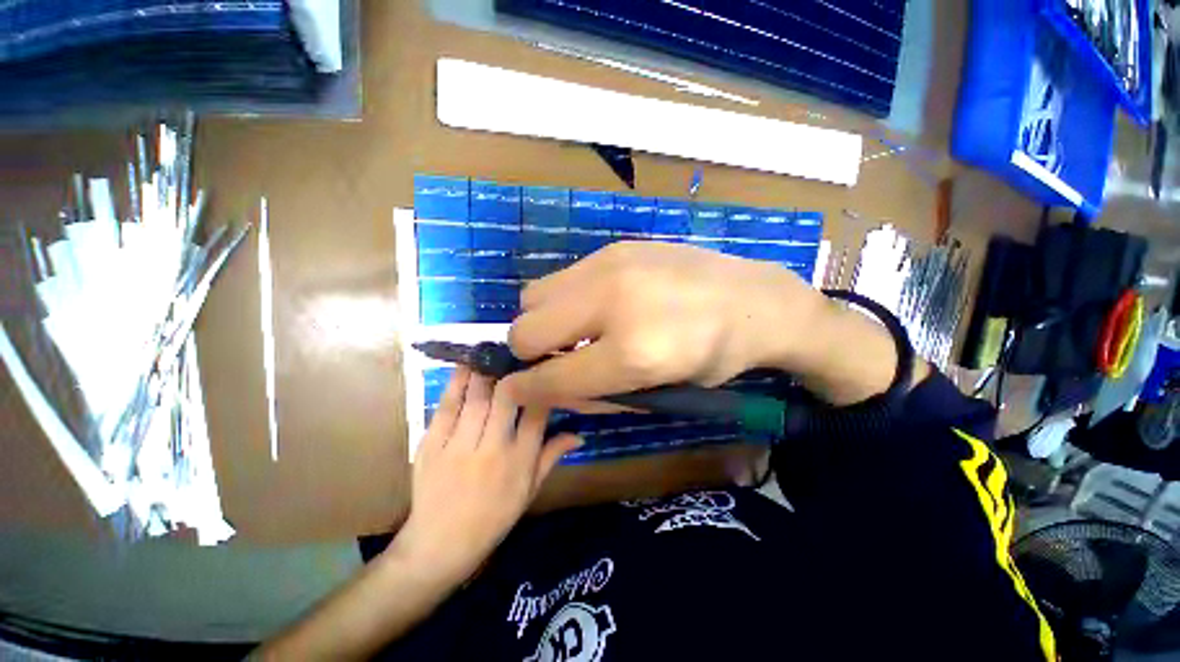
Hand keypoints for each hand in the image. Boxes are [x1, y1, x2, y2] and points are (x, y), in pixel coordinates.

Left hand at [395, 367, 581, 581]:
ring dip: (485, 371)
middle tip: (517, 356)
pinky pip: (446, 407)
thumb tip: (580, 434)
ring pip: (476, 397)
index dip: (541, 387)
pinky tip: (464, 367)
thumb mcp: (530, 490)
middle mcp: (493, 448)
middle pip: (506, 398)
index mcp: (520, 460)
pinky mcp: (432, 445)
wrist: (440, 545)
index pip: (537, 413)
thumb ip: (552, 456)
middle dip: (512, 373)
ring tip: (492, 352)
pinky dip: (456, 383)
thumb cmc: (493, 518)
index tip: (543, 370)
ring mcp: (459, 446)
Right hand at [504, 242, 828, 407]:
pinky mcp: (613, 248)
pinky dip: (562, 300)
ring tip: (572, 331)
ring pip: (533, 297)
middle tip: (552, 359)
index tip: (515, 390)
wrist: (753, 299)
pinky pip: (560, 278)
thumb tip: (546, 388)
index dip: (526, 389)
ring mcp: (610, 266)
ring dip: (541, 322)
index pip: (551, 376)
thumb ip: (596, 392)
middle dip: (528, 353)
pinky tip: (592, 307)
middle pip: (526, 329)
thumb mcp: (660, 391)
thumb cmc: (713, 357)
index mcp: (632, 352)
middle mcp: (612, 303)